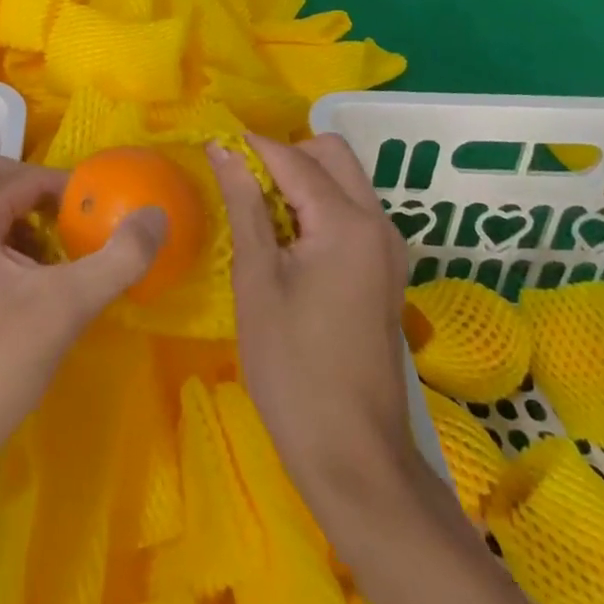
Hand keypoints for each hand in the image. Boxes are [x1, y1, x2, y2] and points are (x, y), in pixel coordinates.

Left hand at [0, 153, 165, 473]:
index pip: (26, 175)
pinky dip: (8, 251)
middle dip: (34, 192)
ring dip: (22, 223)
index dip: (68, 188)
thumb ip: (116, 259)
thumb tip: (157, 216)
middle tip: (68, 224)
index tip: (101, 213)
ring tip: (57, 262)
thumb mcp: (64, 308)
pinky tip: (32, 295)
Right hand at [209, 134, 412, 509]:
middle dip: (285, 154)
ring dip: (303, 178)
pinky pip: (352, 211)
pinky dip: (319, 205)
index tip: (215, 146)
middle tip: (242, 182)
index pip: (294, 158)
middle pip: (332, 154)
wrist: (353, 457)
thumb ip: (244, 204)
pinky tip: (287, 238)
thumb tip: (224, 149)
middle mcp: (378, 224)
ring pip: (345, 180)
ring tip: (258, 210)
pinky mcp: (386, 272)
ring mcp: (388, 249)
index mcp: (347, 222)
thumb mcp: (256, 279)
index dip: (252, 146)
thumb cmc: (292, 367)